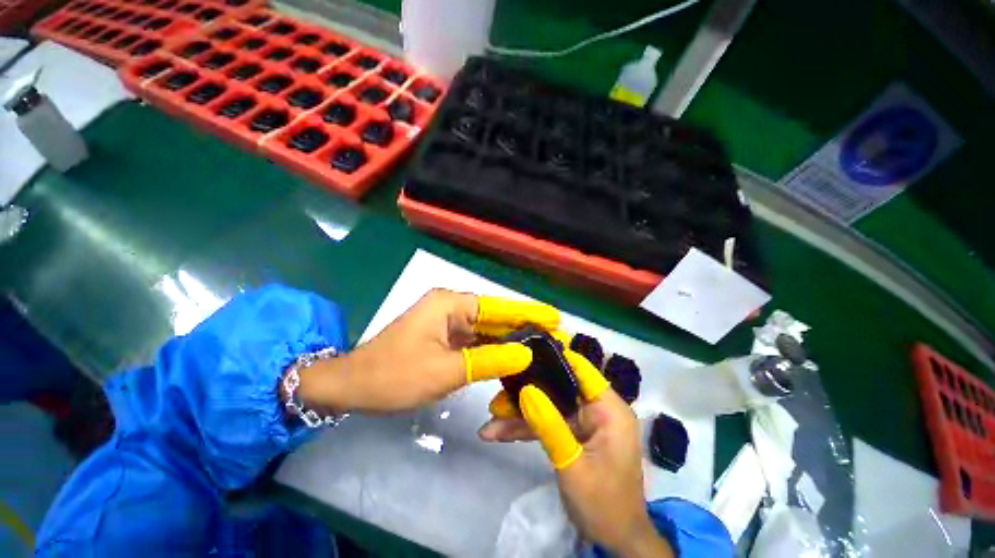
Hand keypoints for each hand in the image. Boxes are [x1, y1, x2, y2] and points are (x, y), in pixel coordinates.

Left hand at [291, 289, 559, 413]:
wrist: (353, 386)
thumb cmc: (395, 375)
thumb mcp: (445, 370)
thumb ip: (488, 361)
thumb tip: (525, 355)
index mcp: (450, 304)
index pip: (498, 307)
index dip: (527, 312)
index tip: (554, 317)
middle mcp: (451, 307)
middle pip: (494, 317)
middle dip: (522, 327)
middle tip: (554, 336)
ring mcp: (447, 322)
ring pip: (485, 330)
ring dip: (509, 340)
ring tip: (541, 347)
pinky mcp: (444, 337)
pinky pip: (474, 341)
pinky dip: (492, 350)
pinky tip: (512, 358)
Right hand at [480, 351, 672, 557]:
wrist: (615, 541)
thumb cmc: (603, 504)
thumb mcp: (572, 464)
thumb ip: (548, 425)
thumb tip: (526, 390)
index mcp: (608, 409)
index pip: (580, 369)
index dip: (553, 358)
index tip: (523, 353)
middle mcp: (597, 409)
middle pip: (557, 389)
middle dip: (526, 395)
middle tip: (496, 399)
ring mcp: (584, 422)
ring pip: (548, 408)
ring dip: (520, 415)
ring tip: (490, 422)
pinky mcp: (574, 435)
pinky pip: (548, 424)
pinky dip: (526, 429)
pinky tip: (499, 434)